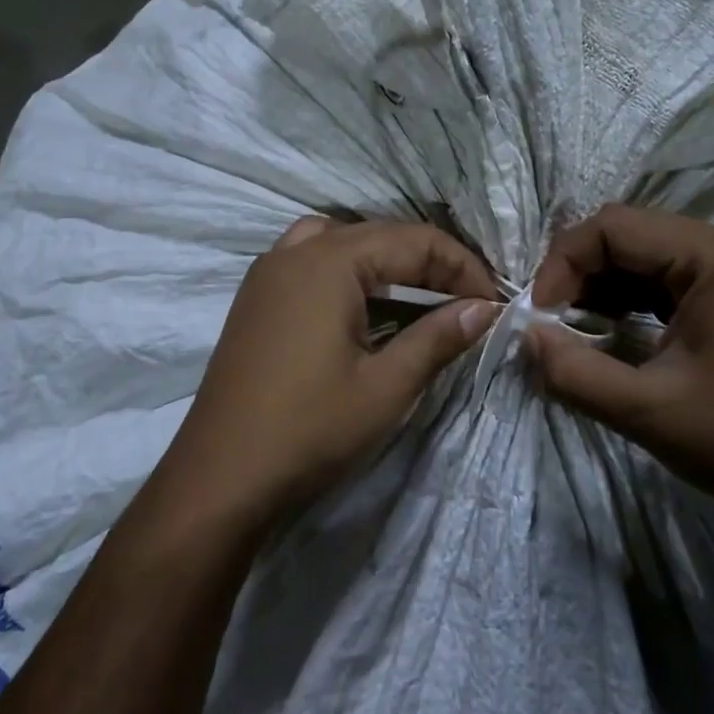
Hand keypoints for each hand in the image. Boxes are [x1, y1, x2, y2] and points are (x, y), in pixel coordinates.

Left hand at [166, 216, 499, 526]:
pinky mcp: (256, 298)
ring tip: (418, 294)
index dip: (462, 268)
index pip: (414, 241)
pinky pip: (310, 260)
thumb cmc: (309, 430)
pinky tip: (362, 306)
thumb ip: (438, 338)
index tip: (493, 303)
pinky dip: (346, 270)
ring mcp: (268, 272)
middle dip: (429, 262)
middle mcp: (295, 252)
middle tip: (467, 302)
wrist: (219, 478)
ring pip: (341, 241)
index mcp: (329, 262)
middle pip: (379, 235)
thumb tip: (485, 308)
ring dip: (386, 260)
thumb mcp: (386, 387)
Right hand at [529, 204, 713, 542]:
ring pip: (652, 256)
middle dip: (582, 273)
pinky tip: (615, 332)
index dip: (564, 263)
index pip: (615, 226)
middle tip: (553, 322)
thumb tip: (527, 336)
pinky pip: (676, 280)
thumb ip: (573, 371)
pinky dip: (637, 300)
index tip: (541, 316)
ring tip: (576, 329)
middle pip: (634, 235)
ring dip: (606, 286)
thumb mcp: (646, 411)